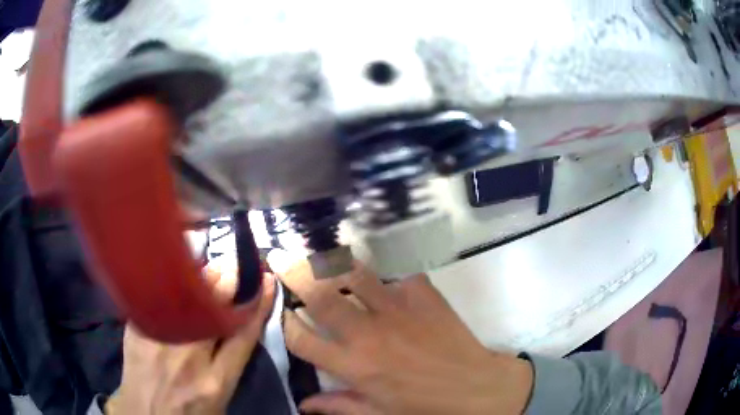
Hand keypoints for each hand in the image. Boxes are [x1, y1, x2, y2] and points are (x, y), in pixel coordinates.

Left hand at [106, 256, 275, 414]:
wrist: (145, 412)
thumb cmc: (189, 410)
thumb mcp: (221, 396)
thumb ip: (230, 362)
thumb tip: (239, 321)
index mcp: (216, 381)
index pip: (244, 334)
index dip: (259, 304)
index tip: (268, 281)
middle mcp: (188, 357)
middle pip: (215, 308)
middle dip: (231, 280)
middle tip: (239, 265)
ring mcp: (159, 340)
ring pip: (188, 296)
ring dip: (205, 277)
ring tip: (216, 267)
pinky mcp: (137, 330)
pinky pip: (161, 296)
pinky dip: (176, 282)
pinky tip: (182, 272)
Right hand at [268, 251, 532, 414]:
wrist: (477, 388)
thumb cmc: (424, 407)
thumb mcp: (378, 414)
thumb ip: (338, 407)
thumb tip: (304, 405)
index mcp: (353, 365)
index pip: (301, 339)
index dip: (285, 322)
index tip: (282, 310)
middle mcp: (368, 333)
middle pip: (321, 295)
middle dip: (295, 272)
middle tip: (280, 255)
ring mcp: (398, 308)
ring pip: (356, 274)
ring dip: (336, 264)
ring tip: (324, 255)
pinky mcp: (424, 294)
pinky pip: (401, 278)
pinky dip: (393, 282)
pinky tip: (395, 290)